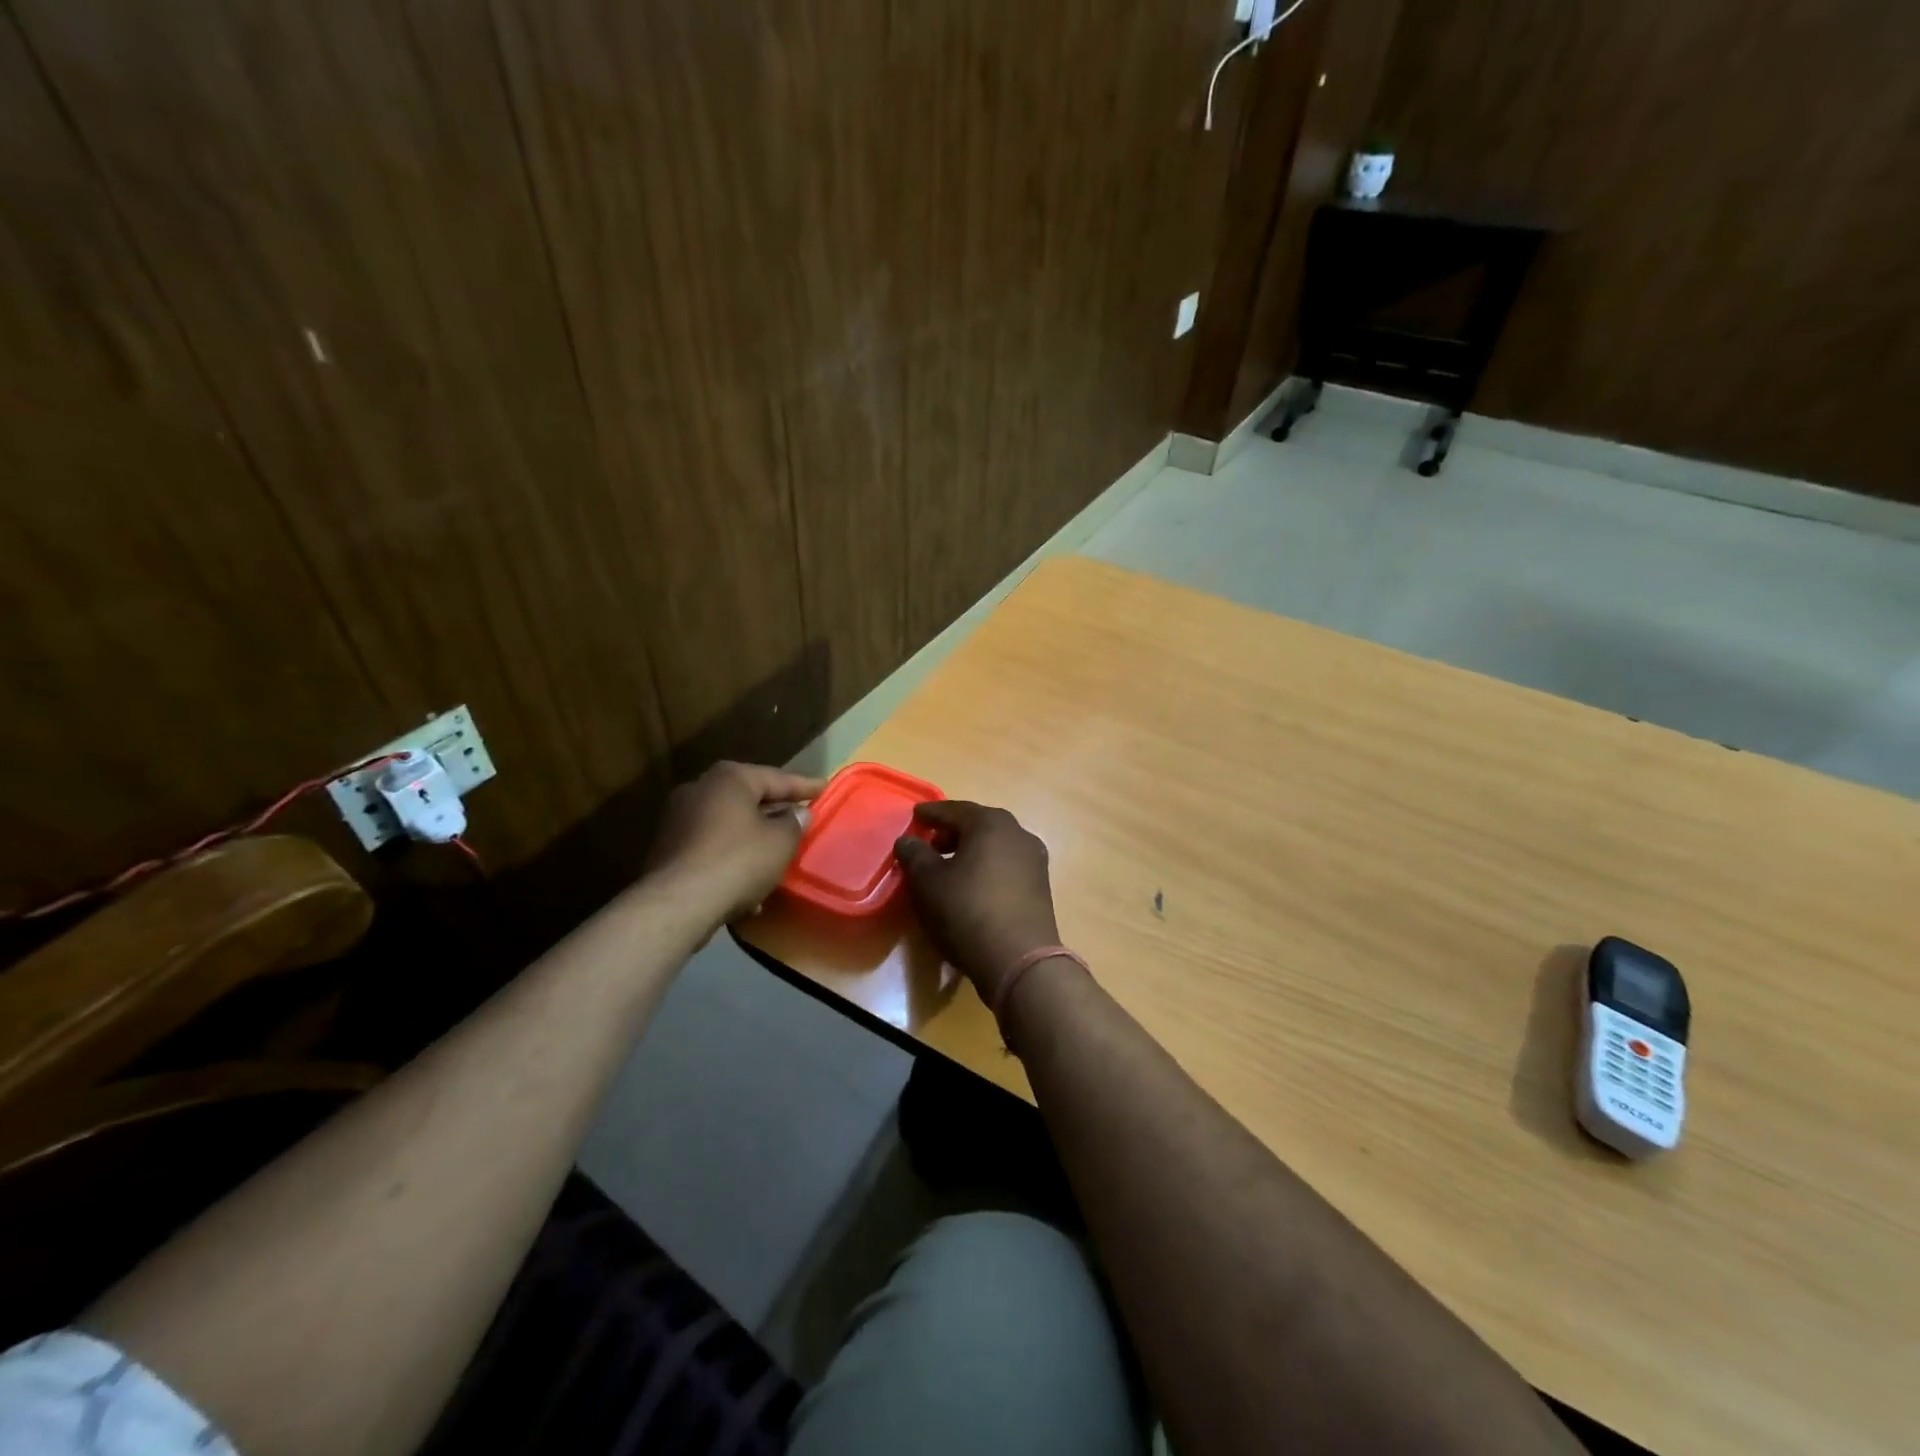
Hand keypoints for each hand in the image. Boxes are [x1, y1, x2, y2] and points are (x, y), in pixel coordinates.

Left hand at [646, 761, 825, 922]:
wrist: (678, 903)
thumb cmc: (738, 861)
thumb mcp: (780, 842)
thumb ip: (794, 823)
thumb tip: (798, 813)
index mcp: (729, 779)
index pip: (776, 778)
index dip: (804, 786)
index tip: (825, 788)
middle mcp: (699, 789)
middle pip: (748, 798)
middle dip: (775, 811)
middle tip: (800, 817)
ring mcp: (678, 819)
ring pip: (728, 825)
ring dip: (753, 839)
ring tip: (777, 856)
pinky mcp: (668, 849)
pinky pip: (711, 847)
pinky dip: (732, 858)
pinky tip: (748, 885)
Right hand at [894, 801, 1062, 1007]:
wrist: (1018, 960)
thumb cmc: (967, 912)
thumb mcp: (928, 882)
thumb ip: (914, 854)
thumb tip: (907, 840)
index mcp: (990, 823)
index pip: (955, 810)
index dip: (931, 813)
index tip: (915, 815)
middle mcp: (1017, 833)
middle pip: (979, 824)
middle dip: (953, 831)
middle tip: (931, 842)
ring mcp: (1034, 859)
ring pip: (996, 844)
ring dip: (972, 849)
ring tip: (950, 866)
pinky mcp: (1041, 885)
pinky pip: (1008, 864)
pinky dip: (988, 866)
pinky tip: (974, 885)